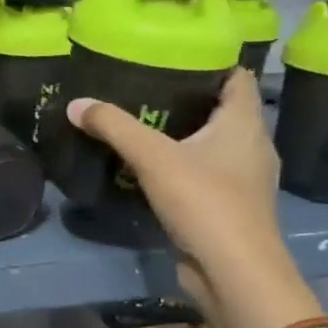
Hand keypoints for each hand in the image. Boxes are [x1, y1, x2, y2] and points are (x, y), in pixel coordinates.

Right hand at [65, 70, 323, 327]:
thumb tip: (76, 103)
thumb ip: (114, 127)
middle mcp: (251, 146)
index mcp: (245, 124)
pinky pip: (205, 174)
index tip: (175, 54)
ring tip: (143, 125)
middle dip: (189, 98)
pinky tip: (151, 169)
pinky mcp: (229, 207)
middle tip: (146, 88)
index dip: (212, 62)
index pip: (237, 78)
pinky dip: (183, 166)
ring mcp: (243, 180)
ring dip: (185, 135)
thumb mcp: (153, 158)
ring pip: (214, 145)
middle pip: (224, 111)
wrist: (234, 273)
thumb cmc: (205, 202)